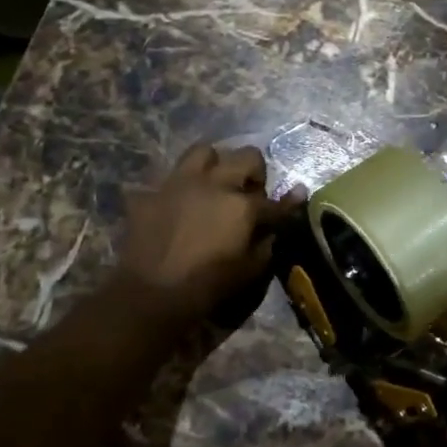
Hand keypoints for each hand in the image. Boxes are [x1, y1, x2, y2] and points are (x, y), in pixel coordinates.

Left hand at [115, 143, 305, 327]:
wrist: (150, 296)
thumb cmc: (207, 286)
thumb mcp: (249, 271)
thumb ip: (267, 243)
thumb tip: (274, 229)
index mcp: (242, 205)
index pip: (273, 200)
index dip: (287, 202)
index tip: (297, 196)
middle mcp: (214, 184)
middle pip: (246, 156)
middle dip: (254, 171)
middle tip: (249, 192)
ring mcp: (179, 184)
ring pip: (203, 151)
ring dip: (213, 164)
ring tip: (212, 184)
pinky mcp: (150, 194)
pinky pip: (166, 181)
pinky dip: (175, 191)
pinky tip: (175, 206)